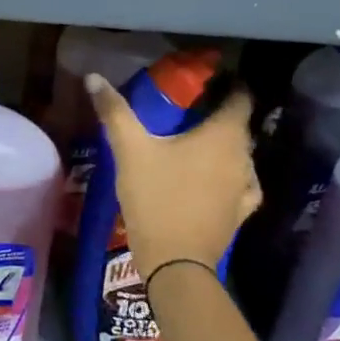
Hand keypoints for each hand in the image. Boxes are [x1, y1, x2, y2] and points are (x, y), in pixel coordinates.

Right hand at [86, 75, 260, 275]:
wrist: (176, 263)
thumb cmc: (156, 197)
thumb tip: (94, 77)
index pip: (240, 98)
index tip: (209, 79)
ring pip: (239, 155)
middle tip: (188, 108)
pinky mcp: (240, 213)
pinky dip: (228, 174)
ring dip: (223, 145)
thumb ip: (114, 111)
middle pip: (238, 126)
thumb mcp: (129, 150)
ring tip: (195, 141)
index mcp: (223, 136)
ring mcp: (245, 188)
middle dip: (218, 113)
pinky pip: (240, 183)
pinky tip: (213, 177)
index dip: (229, 85)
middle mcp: (243, 158)